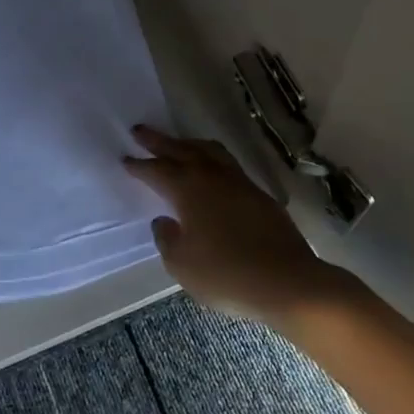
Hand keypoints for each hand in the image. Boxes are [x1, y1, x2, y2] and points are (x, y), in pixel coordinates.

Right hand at [123, 126, 341, 324]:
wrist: (288, 282)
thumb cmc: (227, 274)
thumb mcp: (182, 264)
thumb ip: (167, 239)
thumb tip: (164, 221)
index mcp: (189, 190)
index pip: (158, 170)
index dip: (140, 165)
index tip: (125, 159)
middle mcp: (213, 177)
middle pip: (182, 150)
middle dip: (159, 141)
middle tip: (140, 131)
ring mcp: (240, 183)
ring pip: (210, 152)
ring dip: (189, 144)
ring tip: (177, 144)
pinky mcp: (259, 195)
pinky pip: (228, 165)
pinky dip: (211, 160)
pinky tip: (211, 171)